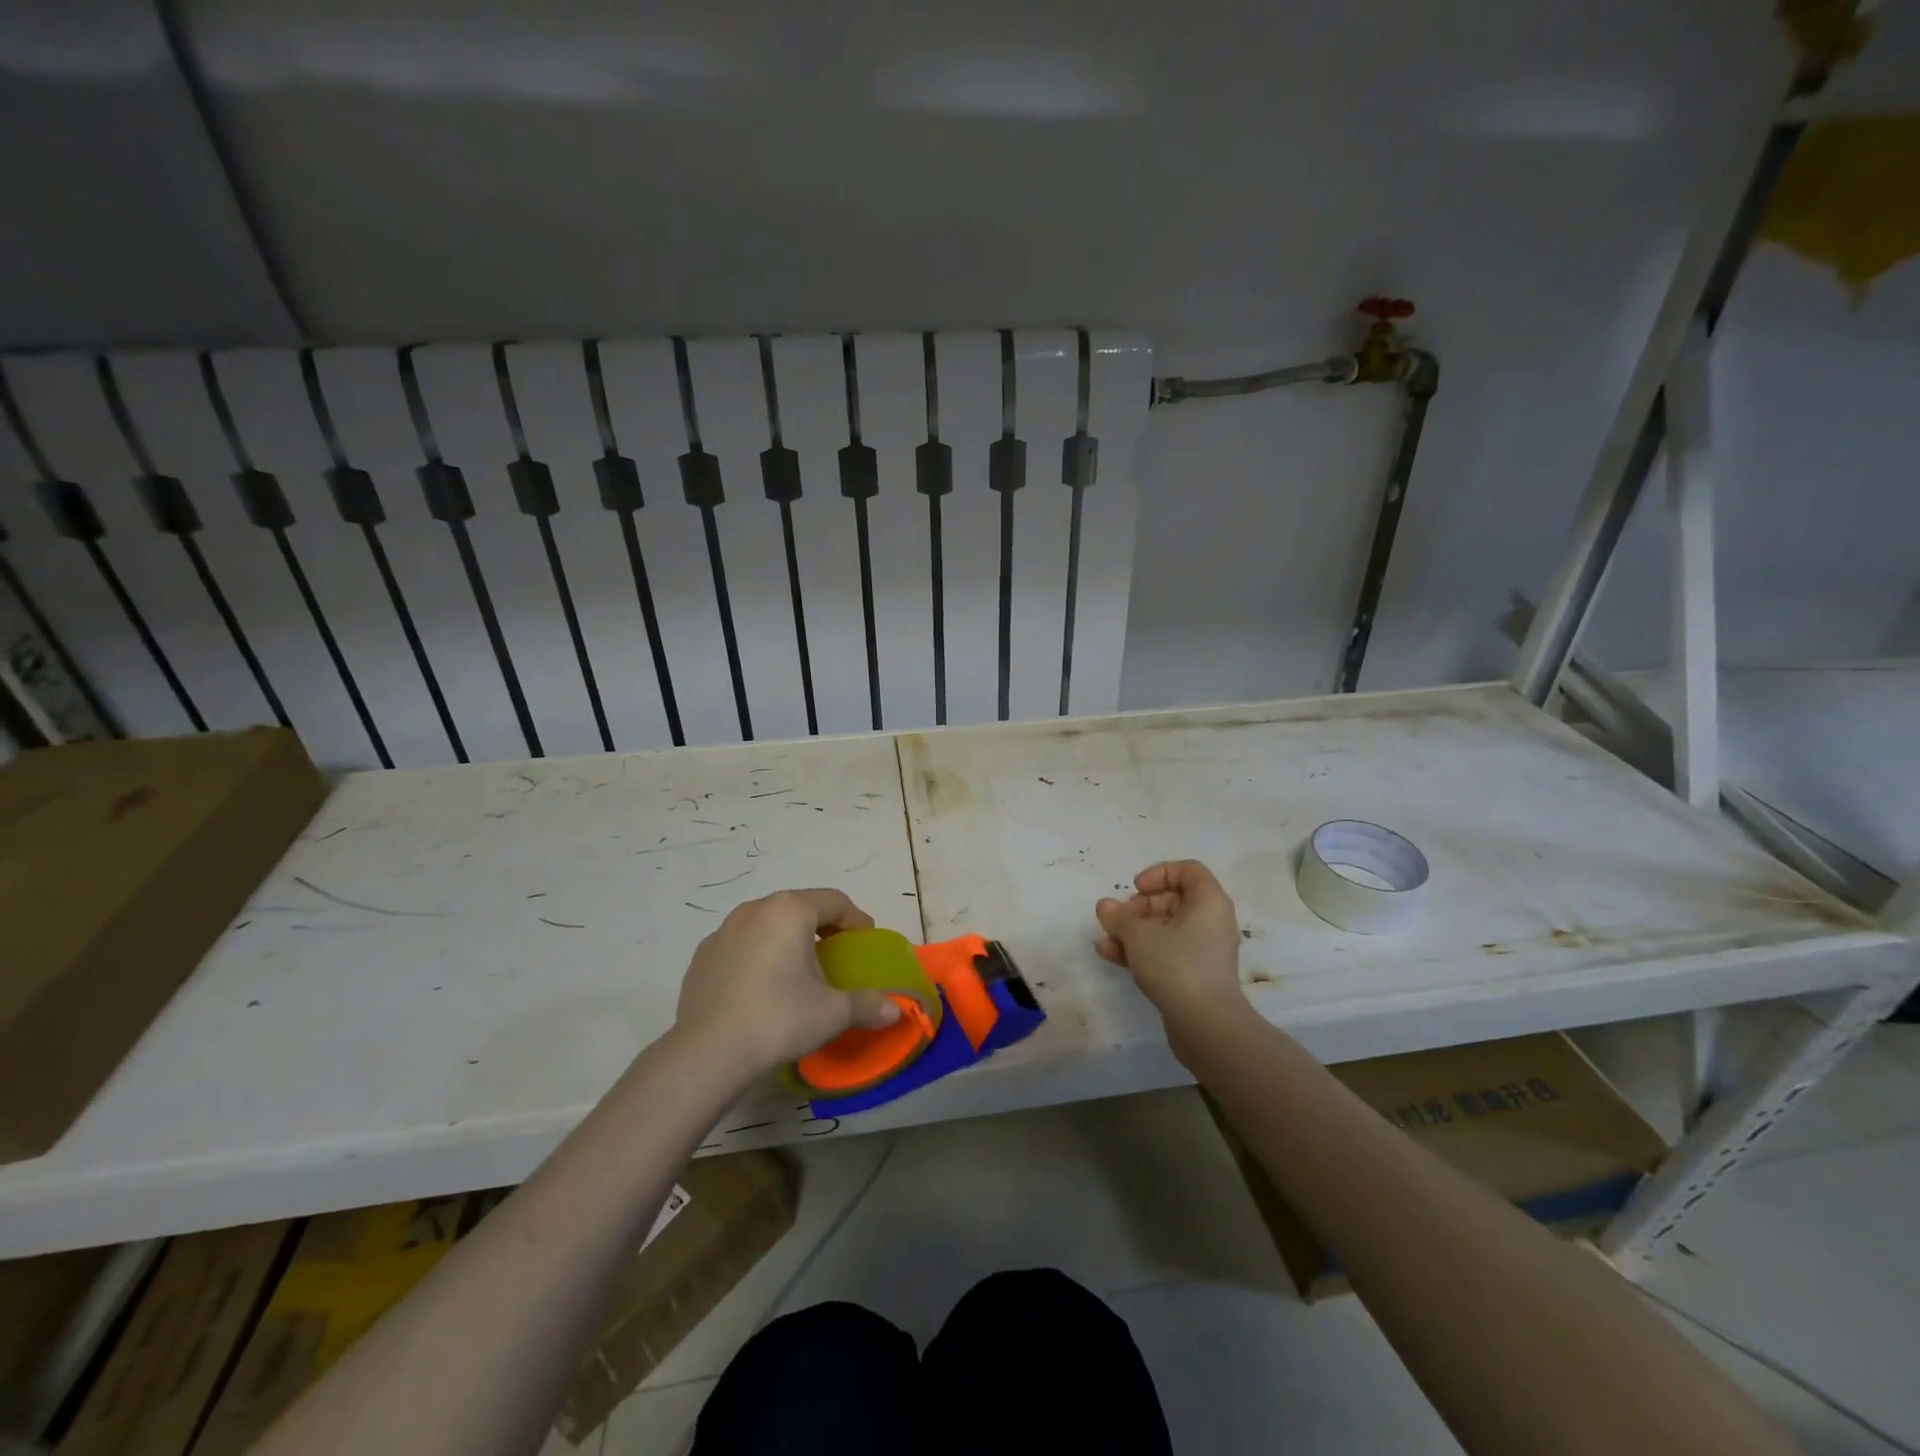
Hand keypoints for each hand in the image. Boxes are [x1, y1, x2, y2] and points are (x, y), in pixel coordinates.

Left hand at [675, 889, 901, 1075]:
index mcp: (790, 910)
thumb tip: (896, 1010)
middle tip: (836, 955)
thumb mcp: (833, 1013)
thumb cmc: (779, 1019)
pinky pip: (741, 944)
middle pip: (800, 907)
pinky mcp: (703, 955)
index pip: (835, 901)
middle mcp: (755, 908)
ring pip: (767, 923)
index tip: (865, 942)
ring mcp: (723, 930)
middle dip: (822, 927)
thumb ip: (868, 1005)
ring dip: (787, 939)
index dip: (856, 920)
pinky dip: (758, 955)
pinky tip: (762, 987)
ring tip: (798, 971)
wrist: (708, 1054)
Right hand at [1095, 861, 1248, 1055]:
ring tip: (1105, 940)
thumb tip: (1105, 905)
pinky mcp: (1194, 976)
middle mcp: (1211, 922)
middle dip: (1139, 907)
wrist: (1207, 1027)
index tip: (1135, 889)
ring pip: (1165, 929)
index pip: (1188, 871)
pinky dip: (1141, 951)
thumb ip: (1119, 917)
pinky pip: (1166, 952)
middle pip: (1173, 900)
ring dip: (1133, 931)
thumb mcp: (1140, 936)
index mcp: (1209, 902)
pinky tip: (1111, 956)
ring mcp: (1204, 951)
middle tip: (1118, 918)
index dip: (1159, 873)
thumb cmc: (1177, 966)